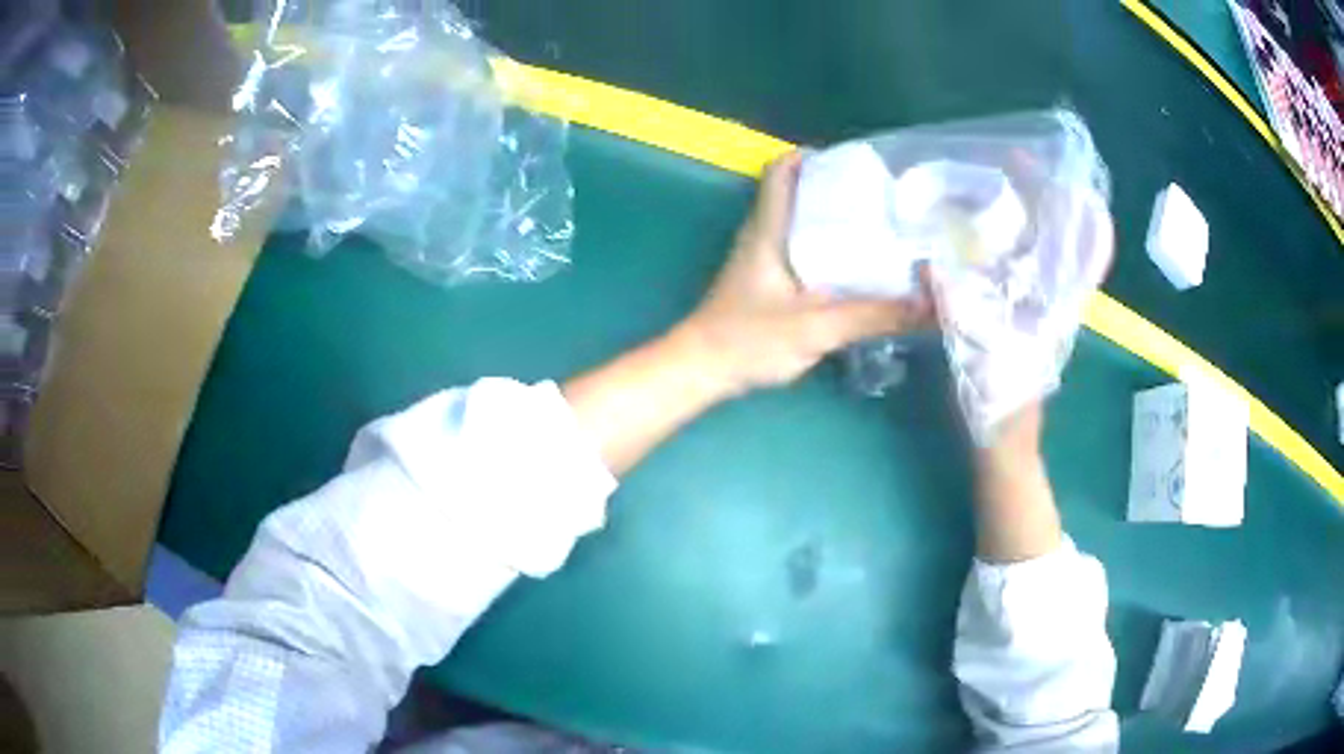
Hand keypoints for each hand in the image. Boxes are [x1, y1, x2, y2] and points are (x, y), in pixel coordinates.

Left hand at [676, 151, 932, 395]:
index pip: (782, 170)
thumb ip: (874, 316)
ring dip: (833, 220)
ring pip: (800, 222)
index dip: (814, 157)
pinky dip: (826, 248)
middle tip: (882, 199)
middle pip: (798, 192)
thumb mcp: (818, 327)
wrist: (702, 371)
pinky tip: (855, 268)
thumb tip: (931, 304)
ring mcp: (761, 258)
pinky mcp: (765, 281)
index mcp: (768, 227)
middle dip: (837, 189)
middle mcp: (762, 233)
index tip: (855, 165)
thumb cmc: (750, 339)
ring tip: (879, 227)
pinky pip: (801, 250)